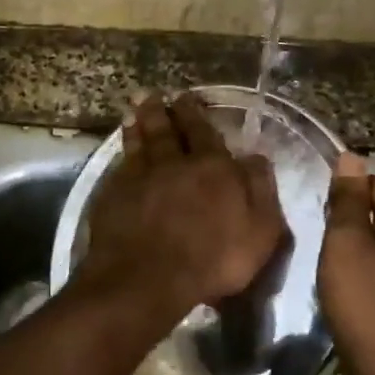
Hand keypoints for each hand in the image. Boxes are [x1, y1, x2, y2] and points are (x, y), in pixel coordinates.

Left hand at [78, 94, 286, 322]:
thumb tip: (257, 157)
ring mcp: (140, 177)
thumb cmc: (213, 260)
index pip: (204, 132)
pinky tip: (122, 146)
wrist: (148, 279)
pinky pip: (121, 164)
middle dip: (164, 111)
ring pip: (141, 142)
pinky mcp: (114, 195)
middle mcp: (174, 163)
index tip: (187, 97)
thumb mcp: (259, 231)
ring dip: (139, 123)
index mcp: (212, 168)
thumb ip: (260, 190)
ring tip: (135, 108)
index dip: (195, 114)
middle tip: (156, 94)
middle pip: (168, 130)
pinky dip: (123, 149)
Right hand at [318, 153, 374, 374]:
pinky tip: (348, 284)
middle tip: (326, 247)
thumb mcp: (346, 242)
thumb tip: (351, 156)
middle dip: (348, 224)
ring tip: (334, 266)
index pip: (372, 183)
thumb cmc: (366, 299)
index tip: (322, 223)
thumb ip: (347, 198)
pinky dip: (365, 268)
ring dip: (354, 247)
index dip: (341, 200)